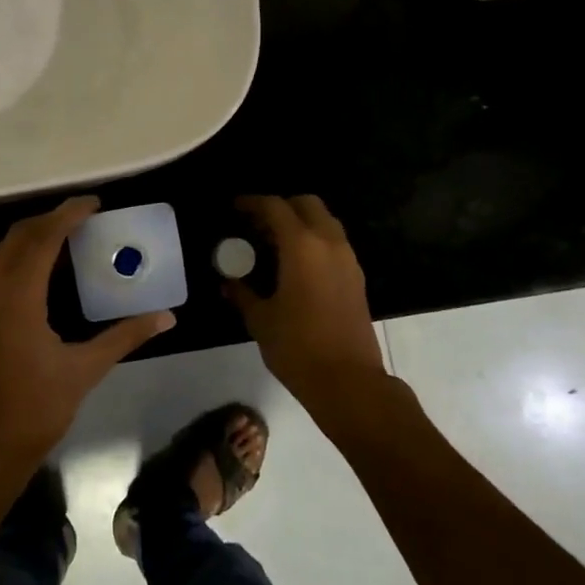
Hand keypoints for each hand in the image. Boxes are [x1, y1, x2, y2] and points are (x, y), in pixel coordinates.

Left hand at [0, 196, 174, 482]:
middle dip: (49, 220)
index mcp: (17, 300)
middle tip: (84, 218)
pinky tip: (44, 273)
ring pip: (2, 253)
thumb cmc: (36, 410)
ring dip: (32, 238)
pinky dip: (20, 259)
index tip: (94, 203)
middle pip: (17, 237)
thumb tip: (167, 317)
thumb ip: (124, 336)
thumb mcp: (85, 370)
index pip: (42, 240)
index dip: (67, 215)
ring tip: (68, 238)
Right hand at [225, 195, 390, 423]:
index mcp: (302, 246)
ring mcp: (347, 259)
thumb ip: (243, 294)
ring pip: (324, 222)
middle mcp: (329, 243)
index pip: (275, 207)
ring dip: (300, 223)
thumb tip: (228, 283)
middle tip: (257, 224)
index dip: (253, 203)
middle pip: (307, 204)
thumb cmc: (298, 347)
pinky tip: (295, 265)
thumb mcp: (261, 320)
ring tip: (273, 243)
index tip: (236, 208)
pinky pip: (334, 243)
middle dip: (281, 207)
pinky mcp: (356, 277)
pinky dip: (314, 241)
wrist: (349, 381)